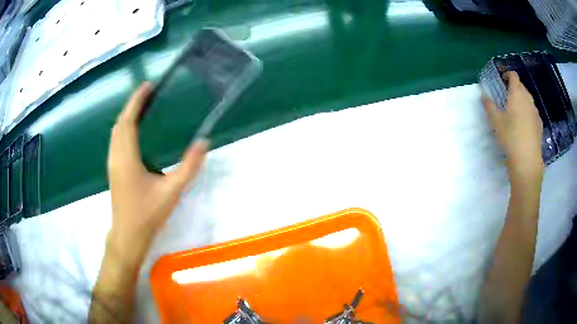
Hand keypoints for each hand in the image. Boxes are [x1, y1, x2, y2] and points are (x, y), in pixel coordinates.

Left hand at [107, 82, 208, 267]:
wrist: (128, 236)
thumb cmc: (148, 215)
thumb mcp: (172, 192)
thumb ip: (189, 167)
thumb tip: (203, 142)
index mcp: (127, 158)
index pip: (128, 121)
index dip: (136, 101)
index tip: (147, 86)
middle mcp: (116, 157)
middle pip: (120, 123)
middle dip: (132, 106)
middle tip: (148, 94)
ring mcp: (112, 164)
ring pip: (115, 132)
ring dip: (127, 117)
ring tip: (142, 109)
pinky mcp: (113, 170)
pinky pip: (116, 141)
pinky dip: (123, 129)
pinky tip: (134, 133)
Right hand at [482, 71, 543, 183]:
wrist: (527, 160)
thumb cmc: (510, 136)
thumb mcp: (495, 121)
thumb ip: (489, 106)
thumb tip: (483, 95)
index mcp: (517, 93)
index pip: (513, 75)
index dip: (507, 74)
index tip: (502, 80)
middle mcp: (528, 98)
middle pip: (521, 86)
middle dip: (514, 88)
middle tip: (506, 97)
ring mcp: (535, 112)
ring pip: (528, 99)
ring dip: (521, 100)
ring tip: (515, 112)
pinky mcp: (539, 124)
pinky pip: (532, 112)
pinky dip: (527, 113)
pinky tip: (523, 125)